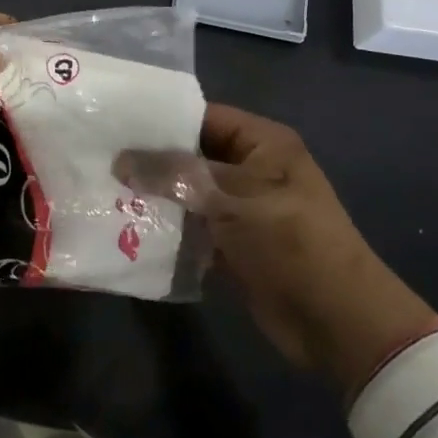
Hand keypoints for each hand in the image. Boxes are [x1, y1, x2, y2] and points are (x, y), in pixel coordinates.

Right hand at [117, 105, 437, 401]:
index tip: (116, 123)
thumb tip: (120, 161)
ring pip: (190, 194)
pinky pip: (195, 228)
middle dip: (152, 161)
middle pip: (194, 155)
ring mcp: (243, 209)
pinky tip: (127, 228)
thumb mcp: (231, 199)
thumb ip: (174, 176)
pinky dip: (169, 229)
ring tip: (104, 191)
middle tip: (100, 160)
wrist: (337, 320)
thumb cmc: (289, 241)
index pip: (205, 117)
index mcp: (263, 143)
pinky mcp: (235, 246)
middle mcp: (252, 169)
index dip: (163, 120)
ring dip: (156, 197)